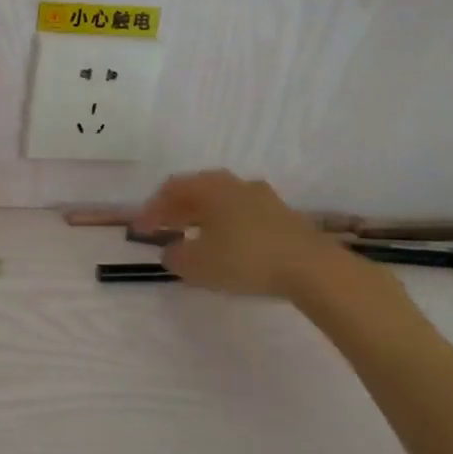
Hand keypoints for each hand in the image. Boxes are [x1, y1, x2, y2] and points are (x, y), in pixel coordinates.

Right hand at [132, 170, 347, 301]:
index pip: (171, 189)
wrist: (312, 269)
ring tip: (192, 238)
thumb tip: (171, 250)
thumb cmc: (246, 259)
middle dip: (176, 210)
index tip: (139, 232)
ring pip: (221, 202)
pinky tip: (226, 246)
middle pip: (197, 191)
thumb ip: (176, 256)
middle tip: (162, 229)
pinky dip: (225, 226)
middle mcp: (235, 185)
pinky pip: (242, 214)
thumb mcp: (198, 264)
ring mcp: (262, 198)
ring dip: (202, 217)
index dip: (151, 209)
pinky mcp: (283, 217)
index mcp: (211, 187)